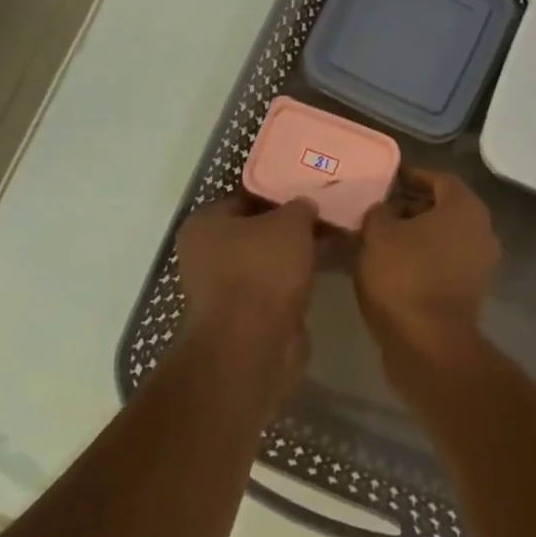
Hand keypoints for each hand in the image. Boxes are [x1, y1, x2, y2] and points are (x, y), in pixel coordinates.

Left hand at [175, 194, 319, 408]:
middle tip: (324, 216)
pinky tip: (322, 272)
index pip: (246, 197)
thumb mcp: (290, 223)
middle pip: (256, 231)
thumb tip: (305, 207)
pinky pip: (274, 288)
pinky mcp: (243, 318)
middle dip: (288, 227)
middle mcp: (205, 255)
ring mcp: (223, 290)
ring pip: (266, 261)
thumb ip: (300, 207)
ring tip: (330, 242)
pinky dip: (293, 282)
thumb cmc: (263, 270)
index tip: (308, 192)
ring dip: (293, 257)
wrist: (253, 345)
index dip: (278, 193)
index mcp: (204, 224)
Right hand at [355, 171, 500, 369]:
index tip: (387, 180)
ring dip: (416, 235)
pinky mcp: (472, 291)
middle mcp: (481, 229)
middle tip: (380, 211)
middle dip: (411, 206)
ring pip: (444, 237)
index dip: (411, 176)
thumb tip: (382, 211)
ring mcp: (481, 262)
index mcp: (464, 207)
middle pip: (444, 207)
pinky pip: (445, 262)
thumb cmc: (405, 277)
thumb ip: (378, 213)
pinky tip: (394, 266)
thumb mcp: (378, 235)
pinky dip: (423, 259)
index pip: (438, 178)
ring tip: (381, 240)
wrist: (430, 345)